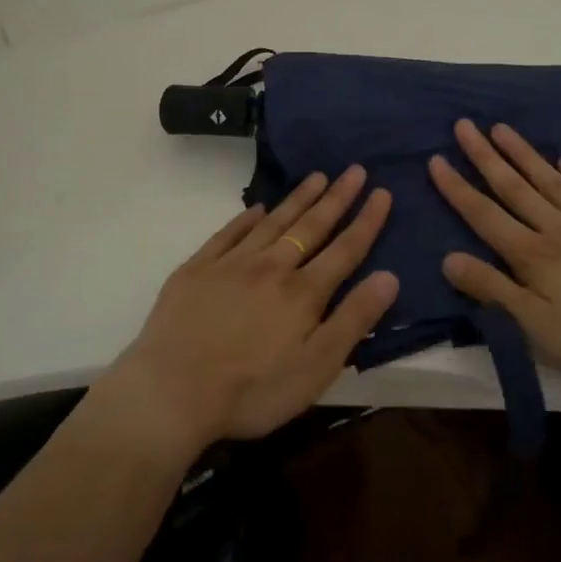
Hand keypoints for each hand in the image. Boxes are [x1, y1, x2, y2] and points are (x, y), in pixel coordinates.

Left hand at [107, 166, 397, 452]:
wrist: (172, 391)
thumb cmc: (252, 391)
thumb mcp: (316, 368)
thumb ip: (353, 320)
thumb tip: (389, 276)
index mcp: (303, 293)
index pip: (345, 249)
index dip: (366, 220)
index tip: (382, 192)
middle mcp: (271, 267)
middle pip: (311, 226)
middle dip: (337, 198)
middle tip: (355, 170)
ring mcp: (231, 264)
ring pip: (273, 222)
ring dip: (298, 199)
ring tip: (317, 177)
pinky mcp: (197, 269)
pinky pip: (228, 233)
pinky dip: (246, 218)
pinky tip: (257, 208)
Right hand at [428, 120, 560, 387]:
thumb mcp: (538, 328)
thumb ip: (494, 291)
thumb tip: (448, 259)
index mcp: (533, 255)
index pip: (485, 215)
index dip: (457, 188)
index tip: (436, 159)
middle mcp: (559, 228)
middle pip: (515, 187)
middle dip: (485, 156)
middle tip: (464, 125)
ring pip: (551, 181)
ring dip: (524, 155)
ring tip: (502, 128)